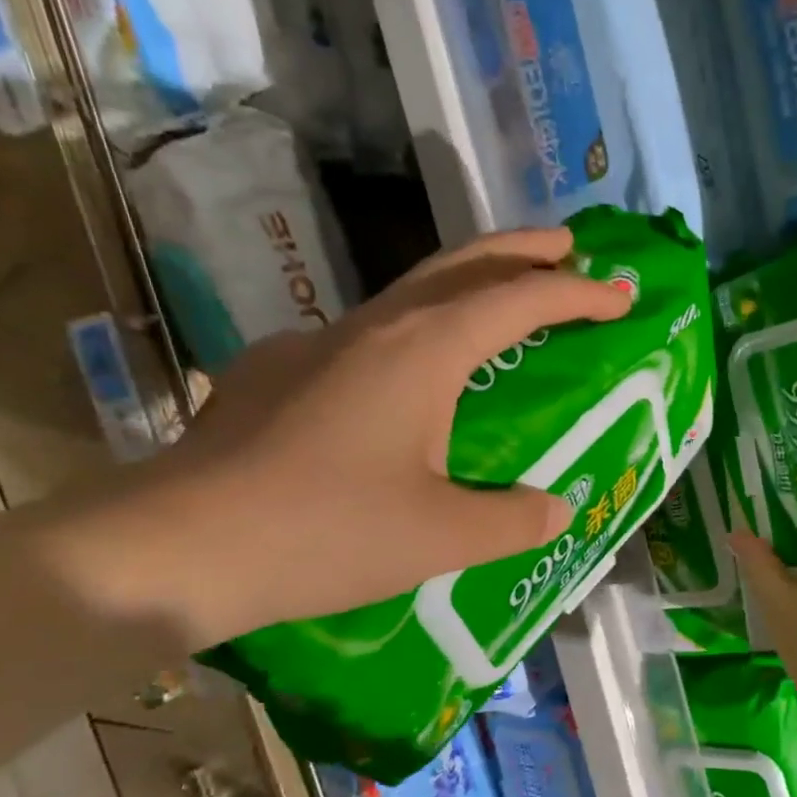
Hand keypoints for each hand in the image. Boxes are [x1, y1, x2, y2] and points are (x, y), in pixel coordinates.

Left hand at [109, 227, 629, 643]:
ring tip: (500, 306)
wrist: (177, 546)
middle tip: (567, 250)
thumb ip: (513, 520)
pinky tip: (405, 382)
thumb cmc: (325, 531)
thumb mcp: (442, 537)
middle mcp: (372, 329)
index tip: (620, 294)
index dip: (577, 293)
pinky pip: (364, 337)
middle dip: (521, 251)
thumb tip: (555, 509)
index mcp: (423, 352)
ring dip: (466, 287)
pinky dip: (411, 335)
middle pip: (460, 265)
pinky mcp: (276, 372)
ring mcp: (316, 344)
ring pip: (409, 294)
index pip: (518, 299)